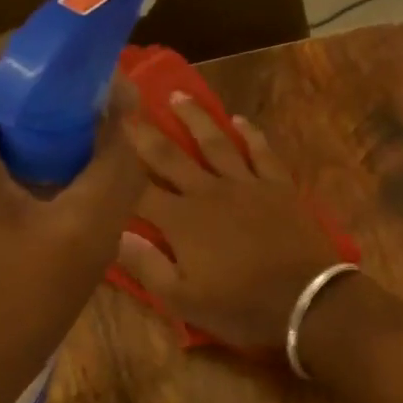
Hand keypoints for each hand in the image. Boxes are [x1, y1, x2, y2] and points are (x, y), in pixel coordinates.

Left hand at [0, 39, 144, 402]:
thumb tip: (125, 114)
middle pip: (5, 94)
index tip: (123, 92)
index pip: (16, 52)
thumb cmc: (2, 314)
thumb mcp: (81, 238)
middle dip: (68, 110)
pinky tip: (58, 213)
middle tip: (118, 142)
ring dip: (49, 147)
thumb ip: (117, 167)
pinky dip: (23, 177)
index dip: (77, 61)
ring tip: (96, 178)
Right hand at [117, 96, 339, 349]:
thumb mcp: (183, 300)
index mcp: (181, 220)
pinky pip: (261, 152)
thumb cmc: (241, 306)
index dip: (115, 167)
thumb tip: (113, 233)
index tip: (96, 143)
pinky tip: (239, 119)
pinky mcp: (278, 186)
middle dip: (145, 133)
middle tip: (126, 106)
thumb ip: (146, 265)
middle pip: (170, 156)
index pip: (138, 189)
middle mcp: (208, 192)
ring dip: (194, 118)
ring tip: (177, 96)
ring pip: (214, 143)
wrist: (306, 301)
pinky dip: (250, 133)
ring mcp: (246, 184)